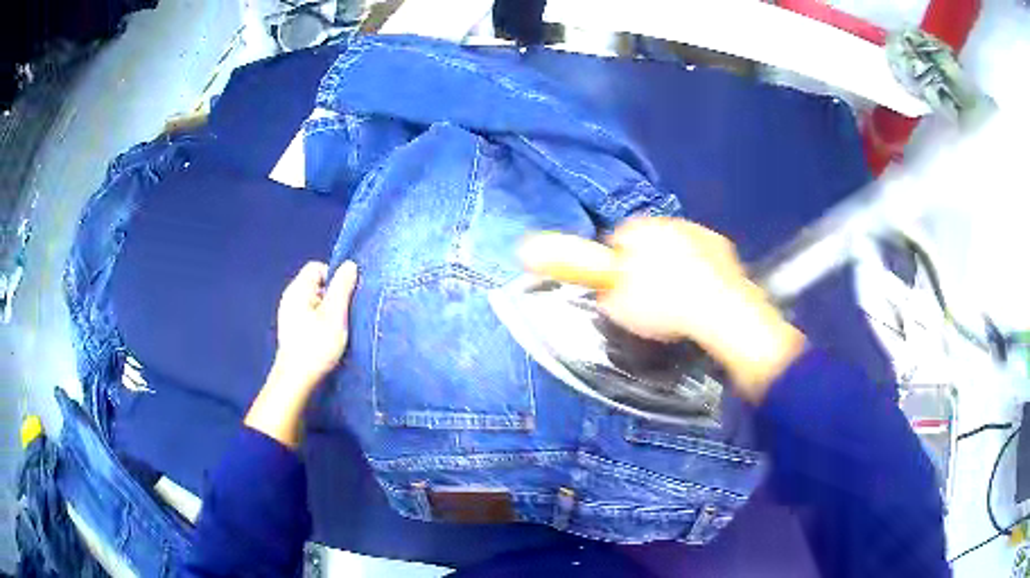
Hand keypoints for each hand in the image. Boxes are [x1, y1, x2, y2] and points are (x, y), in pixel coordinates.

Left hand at [245, 261, 357, 448]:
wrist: (295, 381)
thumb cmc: (316, 346)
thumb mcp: (335, 315)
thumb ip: (342, 287)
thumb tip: (349, 265)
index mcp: (297, 289)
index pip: (317, 267)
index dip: (335, 277)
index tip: (345, 298)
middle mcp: (290, 298)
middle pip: (316, 284)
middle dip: (333, 296)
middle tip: (343, 315)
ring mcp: (288, 315)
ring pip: (314, 302)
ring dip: (327, 312)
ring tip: (336, 329)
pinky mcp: (291, 331)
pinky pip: (309, 316)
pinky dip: (319, 323)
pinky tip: (325, 340)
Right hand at [520, 218, 804, 402]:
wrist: (721, 314)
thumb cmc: (663, 304)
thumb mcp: (612, 291)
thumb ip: (573, 265)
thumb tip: (528, 247)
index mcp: (643, 227)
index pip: (618, 242)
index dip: (617, 270)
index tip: (625, 297)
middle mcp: (673, 222)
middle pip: (649, 246)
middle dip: (647, 268)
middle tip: (649, 305)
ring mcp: (703, 235)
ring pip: (678, 252)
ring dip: (674, 272)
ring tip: (676, 307)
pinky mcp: (726, 252)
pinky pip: (703, 262)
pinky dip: (700, 277)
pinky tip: (699, 302)